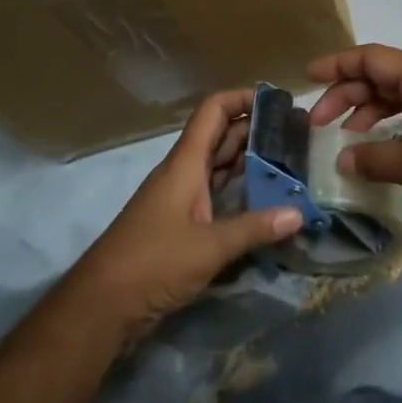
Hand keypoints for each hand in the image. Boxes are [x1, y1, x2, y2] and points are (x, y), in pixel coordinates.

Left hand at [72, 88, 302, 340]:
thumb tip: (299, 213)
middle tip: (295, 134)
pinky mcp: (180, 223)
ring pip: (219, 165)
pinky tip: (265, 199)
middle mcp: (183, 172)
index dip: (243, 98)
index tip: (278, 102)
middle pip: (220, 136)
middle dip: (255, 130)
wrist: (102, 304)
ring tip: (289, 161)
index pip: (214, 111)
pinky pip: (215, 193)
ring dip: (249, 160)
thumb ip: (254, 228)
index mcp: (186, 163)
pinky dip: (239, 190)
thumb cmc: (153, 262)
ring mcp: (180, 198)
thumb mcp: (209, 247)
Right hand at [307, 44, 401, 225]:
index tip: (307, 77)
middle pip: (378, 76)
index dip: (337, 64)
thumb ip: (379, 159)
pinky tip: (372, 147)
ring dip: (363, 111)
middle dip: (344, 93)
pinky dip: (384, 126)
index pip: (371, 58)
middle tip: (317, 122)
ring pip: (392, 96)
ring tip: (339, 137)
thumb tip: (341, 160)